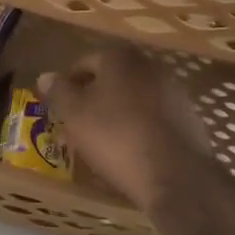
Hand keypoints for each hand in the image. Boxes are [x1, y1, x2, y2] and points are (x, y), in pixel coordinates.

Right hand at [38, 47, 212, 211]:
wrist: (175, 175)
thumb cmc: (115, 137)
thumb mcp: (75, 115)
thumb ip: (58, 91)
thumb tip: (45, 76)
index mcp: (120, 59)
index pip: (85, 62)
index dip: (68, 84)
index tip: (60, 107)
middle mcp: (150, 66)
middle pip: (112, 78)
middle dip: (93, 97)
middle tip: (78, 123)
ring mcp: (173, 92)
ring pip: (133, 97)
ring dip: (117, 112)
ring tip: (102, 140)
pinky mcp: (188, 118)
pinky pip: (153, 117)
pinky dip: (139, 127)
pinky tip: (130, 150)